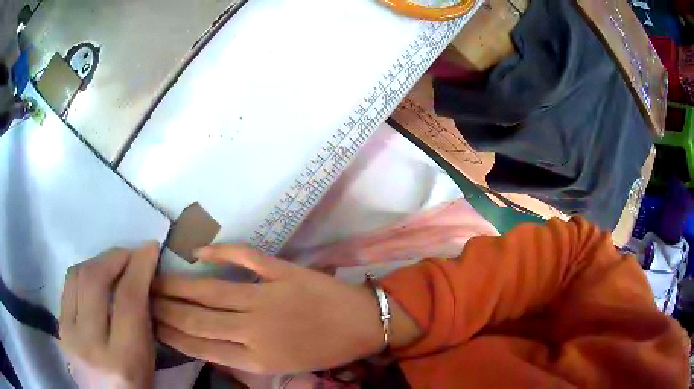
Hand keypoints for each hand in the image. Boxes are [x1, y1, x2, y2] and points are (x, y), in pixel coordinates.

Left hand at [59, 243, 159, 388]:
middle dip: (114, 257)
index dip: (139, 267)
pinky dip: (83, 274)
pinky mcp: (59, 328)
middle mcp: (89, 344)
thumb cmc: (135, 387)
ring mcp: (68, 334)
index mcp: (122, 361)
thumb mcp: (148, 361)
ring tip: (112, 263)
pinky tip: (94, 278)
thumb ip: (143, 322)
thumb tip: (141, 279)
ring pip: (76, 276)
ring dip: (97, 261)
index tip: (149, 248)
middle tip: (129, 253)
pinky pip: (67, 287)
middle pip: (94, 281)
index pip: (127, 301)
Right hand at [152, 245, 420, 373]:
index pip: (199, 345)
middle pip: (196, 318)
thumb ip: (241, 357)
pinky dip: (219, 251)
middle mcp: (254, 330)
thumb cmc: (323, 350)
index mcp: (256, 359)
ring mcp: (268, 298)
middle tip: (140, 296)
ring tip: (152, 278)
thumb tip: (203, 343)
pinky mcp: (283, 272)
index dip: (170, 333)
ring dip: (177, 285)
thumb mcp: (281, 367)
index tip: (149, 322)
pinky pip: (245, 258)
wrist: (364, 324)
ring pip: (210, 291)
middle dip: (163, 308)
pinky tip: (196, 252)